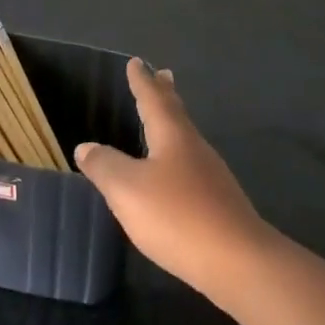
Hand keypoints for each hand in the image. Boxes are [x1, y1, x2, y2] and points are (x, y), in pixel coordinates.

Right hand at [74, 59, 272, 302]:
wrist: (238, 262)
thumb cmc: (177, 216)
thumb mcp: (127, 189)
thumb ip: (104, 166)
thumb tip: (86, 146)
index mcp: (173, 136)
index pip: (153, 99)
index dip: (142, 81)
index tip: (136, 62)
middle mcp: (194, 148)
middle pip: (177, 114)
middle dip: (166, 95)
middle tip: (164, 75)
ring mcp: (211, 176)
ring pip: (186, 139)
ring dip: (174, 123)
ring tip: (164, 120)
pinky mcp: (218, 203)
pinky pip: (191, 166)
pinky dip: (177, 155)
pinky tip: (173, 173)